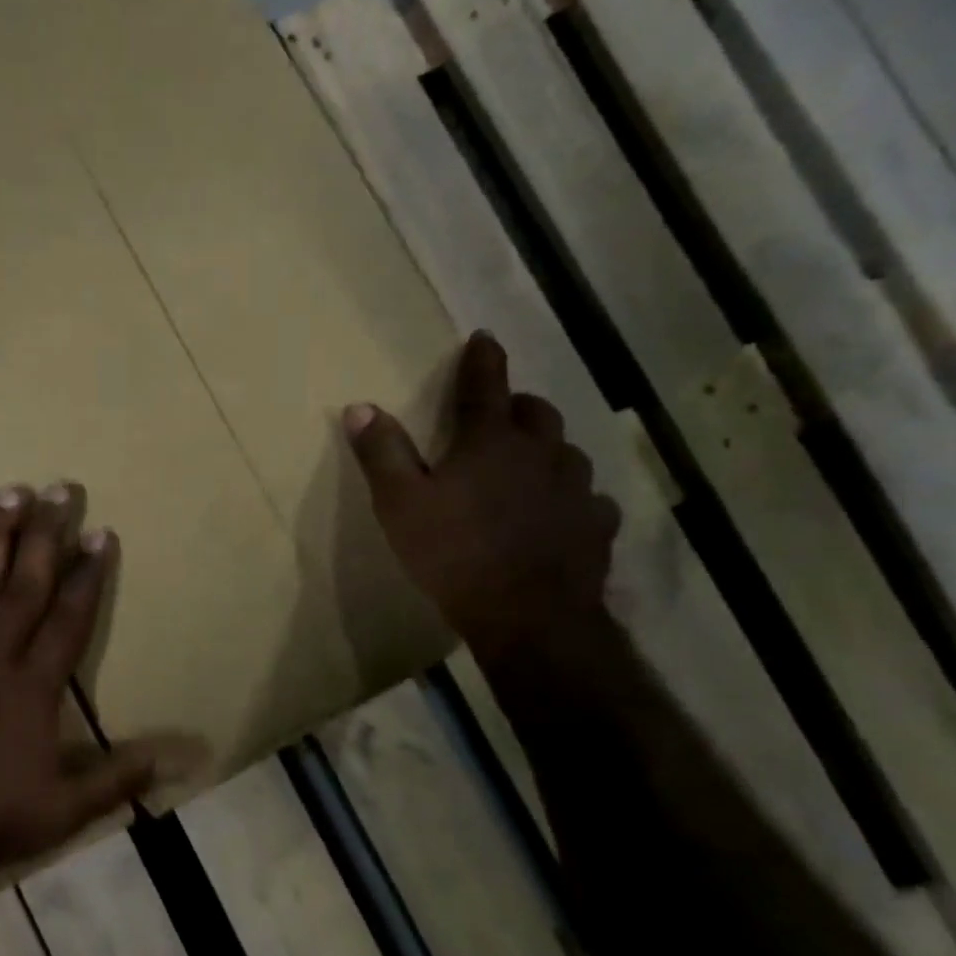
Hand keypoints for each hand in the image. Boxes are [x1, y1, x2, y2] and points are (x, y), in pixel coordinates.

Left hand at [0, 483, 152, 891]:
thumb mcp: (62, 811)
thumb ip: (117, 779)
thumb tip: (176, 759)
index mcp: (34, 685)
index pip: (70, 617)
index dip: (89, 574)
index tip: (101, 533)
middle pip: (27, 582)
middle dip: (47, 534)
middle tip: (61, 488)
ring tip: (12, 490)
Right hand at [344, 331, 621, 663]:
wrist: (527, 618)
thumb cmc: (454, 554)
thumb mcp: (400, 504)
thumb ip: (382, 453)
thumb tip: (359, 406)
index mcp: (490, 442)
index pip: (485, 385)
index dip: (481, 359)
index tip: (483, 338)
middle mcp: (541, 454)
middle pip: (535, 413)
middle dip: (516, 406)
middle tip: (499, 416)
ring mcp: (576, 490)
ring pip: (566, 453)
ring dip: (546, 450)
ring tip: (528, 466)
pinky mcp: (596, 526)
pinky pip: (587, 499)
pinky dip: (570, 497)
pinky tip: (559, 515)